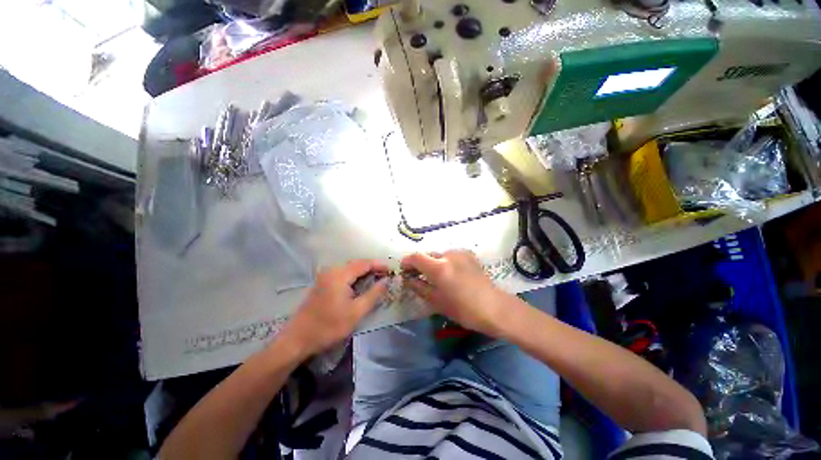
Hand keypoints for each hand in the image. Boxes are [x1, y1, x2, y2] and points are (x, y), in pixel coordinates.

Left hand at [281, 259, 389, 355]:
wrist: (297, 339)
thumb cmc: (329, 326)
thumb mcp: (356, 312)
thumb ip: (373, 294)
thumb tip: (386, 281)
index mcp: (340, 275)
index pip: (364, 263)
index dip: (379, 265)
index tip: (392, 270)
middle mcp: (332, 270)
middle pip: (357, 263)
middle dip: (372, 267)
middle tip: (386, 275)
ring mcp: (325, 276)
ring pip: (350, 268)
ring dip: (364, 272)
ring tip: (377, 279)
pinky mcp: (322, 283)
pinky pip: (343, 274)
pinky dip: (354, 276)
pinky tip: (360, 284)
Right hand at [401, 250, 510, 336]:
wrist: (495, 307)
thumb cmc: (464, 309)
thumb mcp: (437, 301)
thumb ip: (419, 287)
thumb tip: (408, 279)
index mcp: (439, 267)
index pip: (416, 257)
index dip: (407, 261)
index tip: (403, 269)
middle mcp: (449, 254)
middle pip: (428, 254)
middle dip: (420, 264)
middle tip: (417, 276)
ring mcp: (460, 253)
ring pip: (439, 255)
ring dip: (433, 263)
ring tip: (436, 277)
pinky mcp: (469, 255)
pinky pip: (450, 256)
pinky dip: (445, 262)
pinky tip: (450, 275)